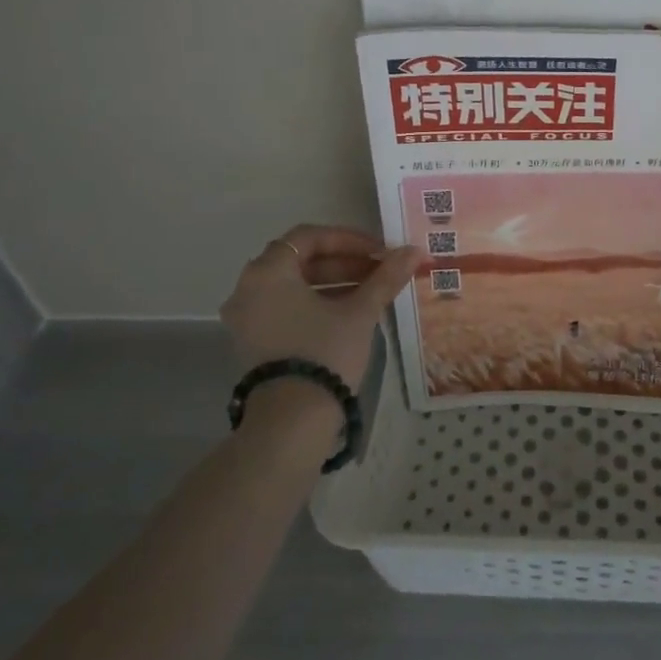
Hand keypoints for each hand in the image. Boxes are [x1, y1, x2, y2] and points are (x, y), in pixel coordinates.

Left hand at [219, 224, 419, 389]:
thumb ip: (385, 277)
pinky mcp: (251, 343)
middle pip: (300, 260)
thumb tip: (414, 250)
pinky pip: (284, 308)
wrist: (291, 423)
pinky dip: (314, 303)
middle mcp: (248, 288)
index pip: (309, 236)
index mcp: (268, 271)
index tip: (378, 251)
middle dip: (343, 262)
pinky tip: (347, 314)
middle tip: (378, 271)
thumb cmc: (325, 353)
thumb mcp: (360, 312)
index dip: (348, 239)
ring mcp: (246, 318)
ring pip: (293, 286)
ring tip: (370, 292)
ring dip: (332, 282)